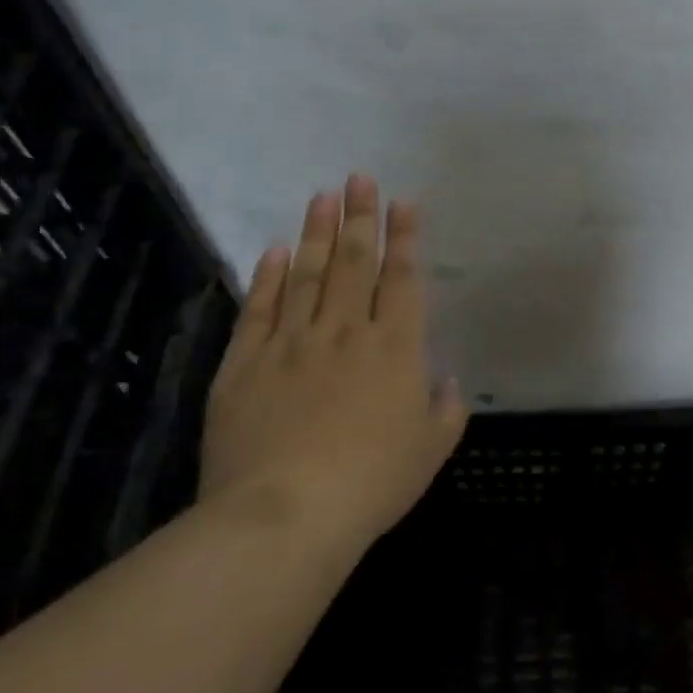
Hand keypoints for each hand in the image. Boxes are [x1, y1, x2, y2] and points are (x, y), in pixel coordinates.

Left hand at [202, 174, 467, 550]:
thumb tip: (448, 381)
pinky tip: (273, 250)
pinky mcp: (245, 365)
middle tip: (358, 178)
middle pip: (352, 263)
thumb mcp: (430, 451)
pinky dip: (267, 277)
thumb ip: (446, 411)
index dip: (404, 237)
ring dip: (315, 233)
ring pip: (305, 275)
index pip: (401, 278)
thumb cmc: (372, 482)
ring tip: (322, 196)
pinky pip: (259, 310)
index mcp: (395, 348)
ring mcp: (291, 344)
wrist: (286, 514)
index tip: (403, 201)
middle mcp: (344, 332)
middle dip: (359, 217)